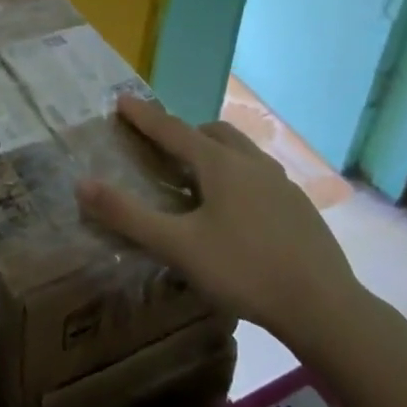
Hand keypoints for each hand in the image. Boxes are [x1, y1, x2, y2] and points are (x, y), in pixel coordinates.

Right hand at [77, 95, 362, 348]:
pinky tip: (237, 211)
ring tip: (199, 178)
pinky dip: (238, 176)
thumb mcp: (178, 246)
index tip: (122, 100)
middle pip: (212, 133)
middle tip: (164, 149)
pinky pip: (260, 175)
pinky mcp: (299, 207)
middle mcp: (252, 163)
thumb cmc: (244, 270)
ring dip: (215, 152)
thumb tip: (82, 184)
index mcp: (220, 164)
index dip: (144, 116)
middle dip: (184, 132)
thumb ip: (128, 215)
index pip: (172, 129)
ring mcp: (281, 184)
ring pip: (241, 152)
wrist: (325, 307)